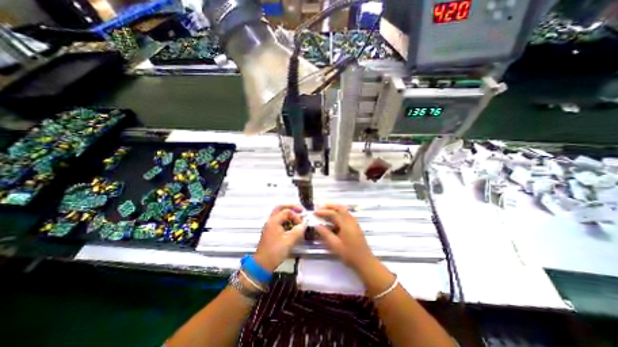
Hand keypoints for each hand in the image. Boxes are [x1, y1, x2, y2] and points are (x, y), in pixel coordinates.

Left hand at [253, 204, 306, 271]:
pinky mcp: (270, 231)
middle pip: (280, 207)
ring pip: (279, 214)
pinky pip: (279, 221)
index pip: (287, 212)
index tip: (302, 224)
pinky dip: (286, 220)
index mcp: (274, 221)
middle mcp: (270, 221)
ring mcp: (269, 226)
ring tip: (297, 217)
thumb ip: (299, 230)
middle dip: (291, 207)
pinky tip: (292, 225)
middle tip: (300, 209)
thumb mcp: (289, 241)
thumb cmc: (275, 252)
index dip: (296, 216)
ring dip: (288, 213)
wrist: (262, 264)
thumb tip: (305, 223)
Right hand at [316, 203, 373, 271]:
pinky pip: (345, 216)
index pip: (333, 213)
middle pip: (340, 207)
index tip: (314, 212)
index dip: (323, 212)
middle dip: (329, 205)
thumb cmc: (349, 254)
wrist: (365, 262)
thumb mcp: (335, 245)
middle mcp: (350, 220)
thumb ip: (325, 234)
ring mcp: (354, 223)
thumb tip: (317, 225)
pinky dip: (338, 214)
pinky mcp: (354, 226)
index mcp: (346, 224)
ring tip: (324, 210)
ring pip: (343, 211)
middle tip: (320, 206)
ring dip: (334, 209)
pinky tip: (332, 220)